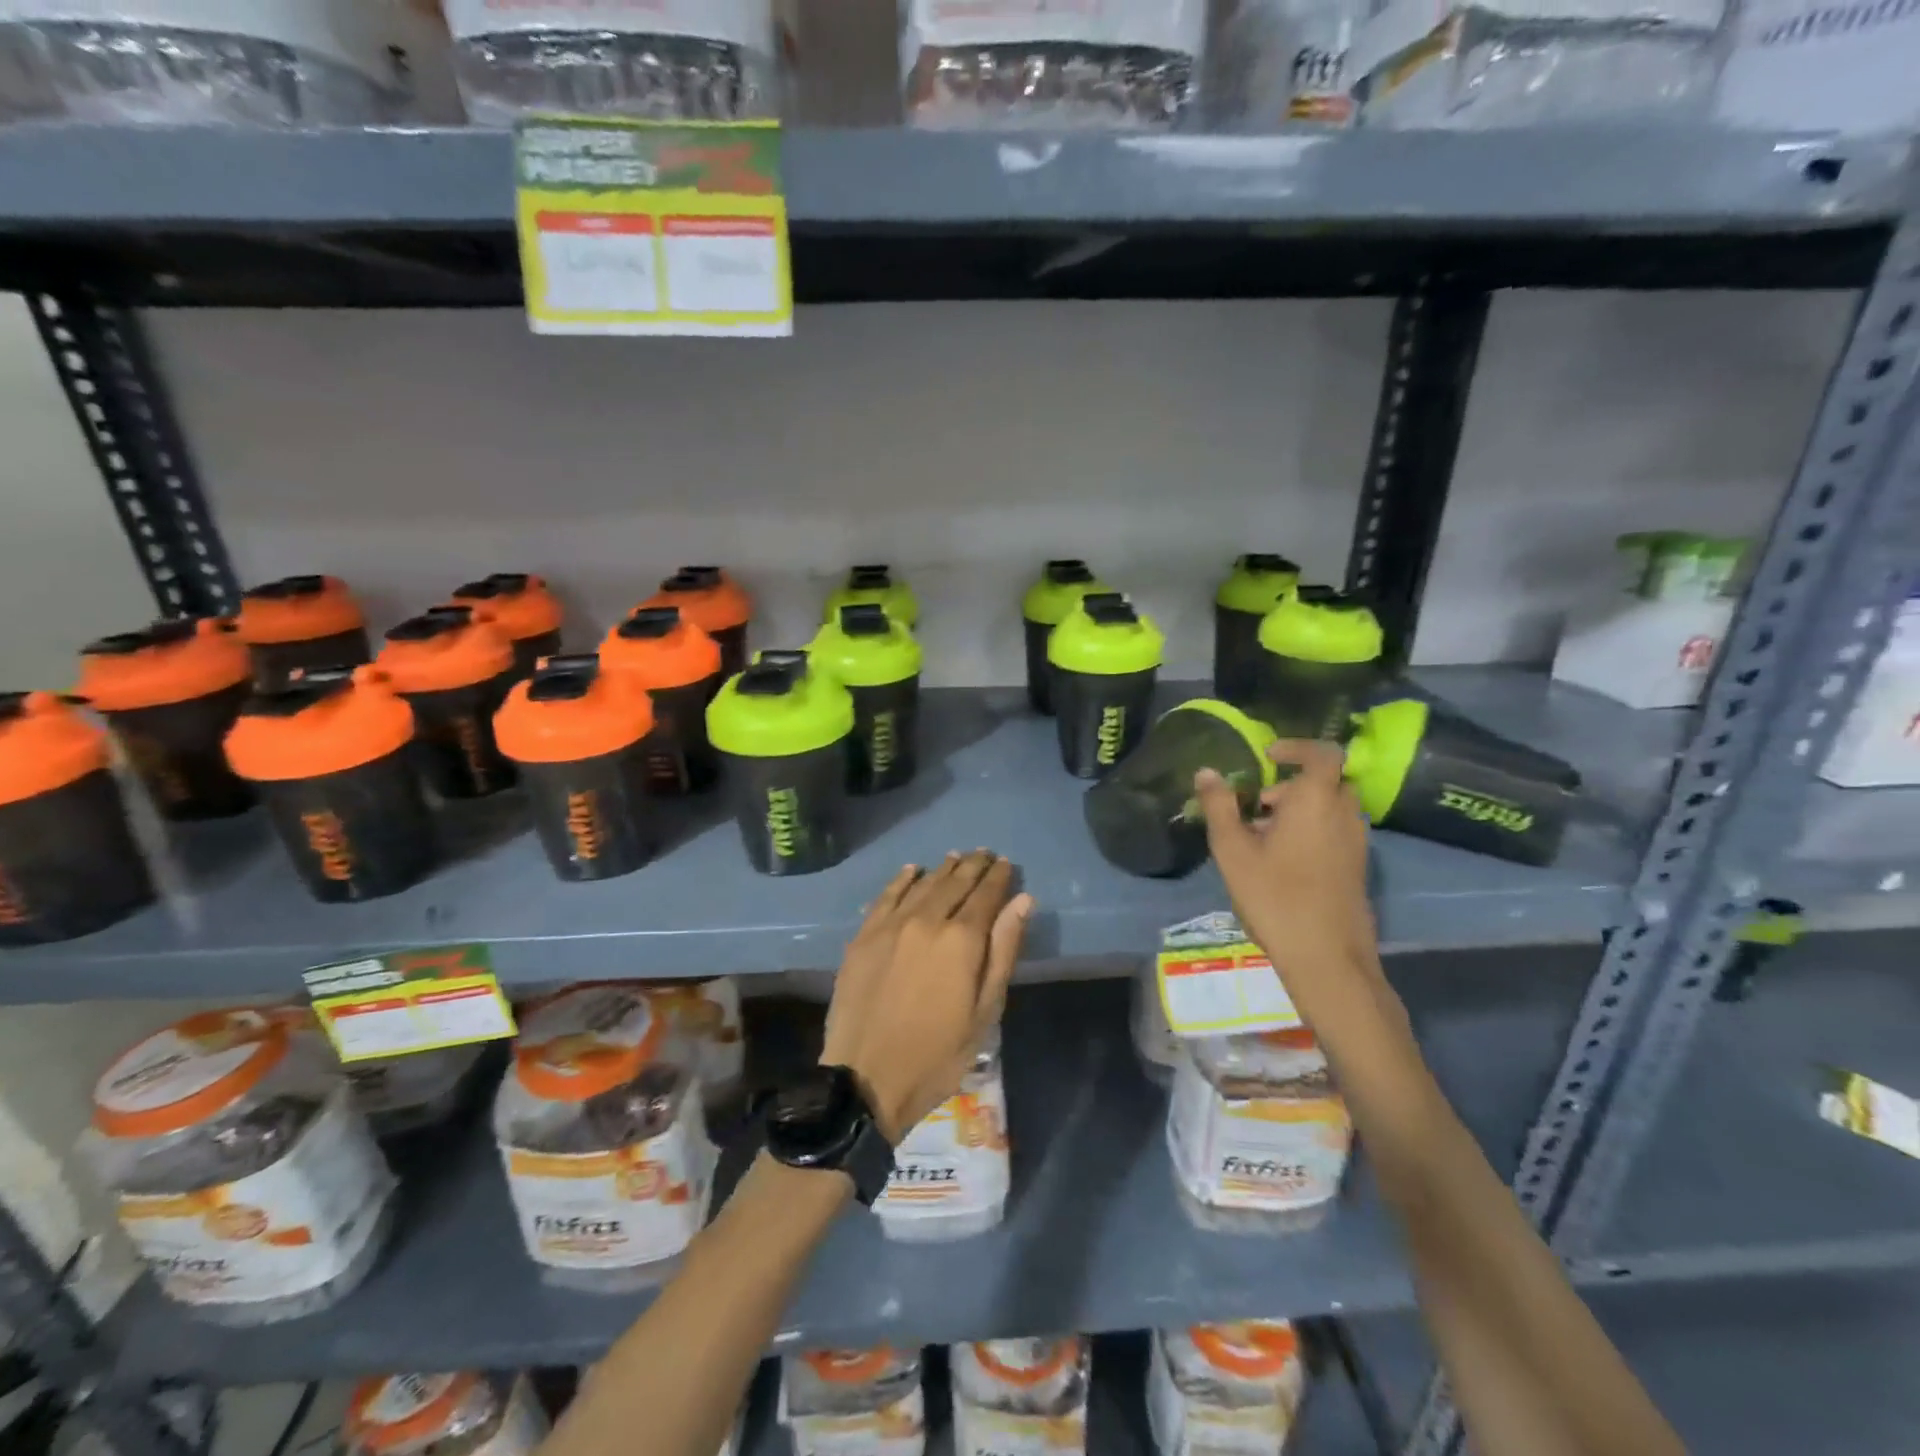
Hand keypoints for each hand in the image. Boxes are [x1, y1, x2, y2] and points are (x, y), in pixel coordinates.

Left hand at [820, 852, 1033, 1143]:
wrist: (865, 1079)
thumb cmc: (937, 1054)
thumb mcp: (985, 1011)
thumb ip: (1003, 951)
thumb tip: (1022, 901)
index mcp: (961, 940)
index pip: (985, 895)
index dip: (998, 878)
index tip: (1007, 864)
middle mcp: (926, 920)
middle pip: (954, 883)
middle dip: (973, 866)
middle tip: (985, 853)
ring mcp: (890, 925)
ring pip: (922, 885)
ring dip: (942, 869)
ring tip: (956, 857)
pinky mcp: (863, 936)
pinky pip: (886, 896)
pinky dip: (902, 880)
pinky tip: (912, 870)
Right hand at [1195, 739, 1373, 968]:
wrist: (1326, 958)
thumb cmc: (1275, 896)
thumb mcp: (1233, 850)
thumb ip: (1219, 807)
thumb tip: (1206, 772)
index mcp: (1316, 801)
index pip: (1322, 753)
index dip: (1297, 747)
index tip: (1268, 756)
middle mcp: (1344, 814)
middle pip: (1325, 782)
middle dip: (1291, 785)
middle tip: (1257, 804)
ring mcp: (1356, 843)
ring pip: (1331, 808)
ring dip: (1300, 809)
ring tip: (1262, 836)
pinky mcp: (1357, 867)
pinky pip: (1336, 831)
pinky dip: (1312, 830)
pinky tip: (1282, 862)